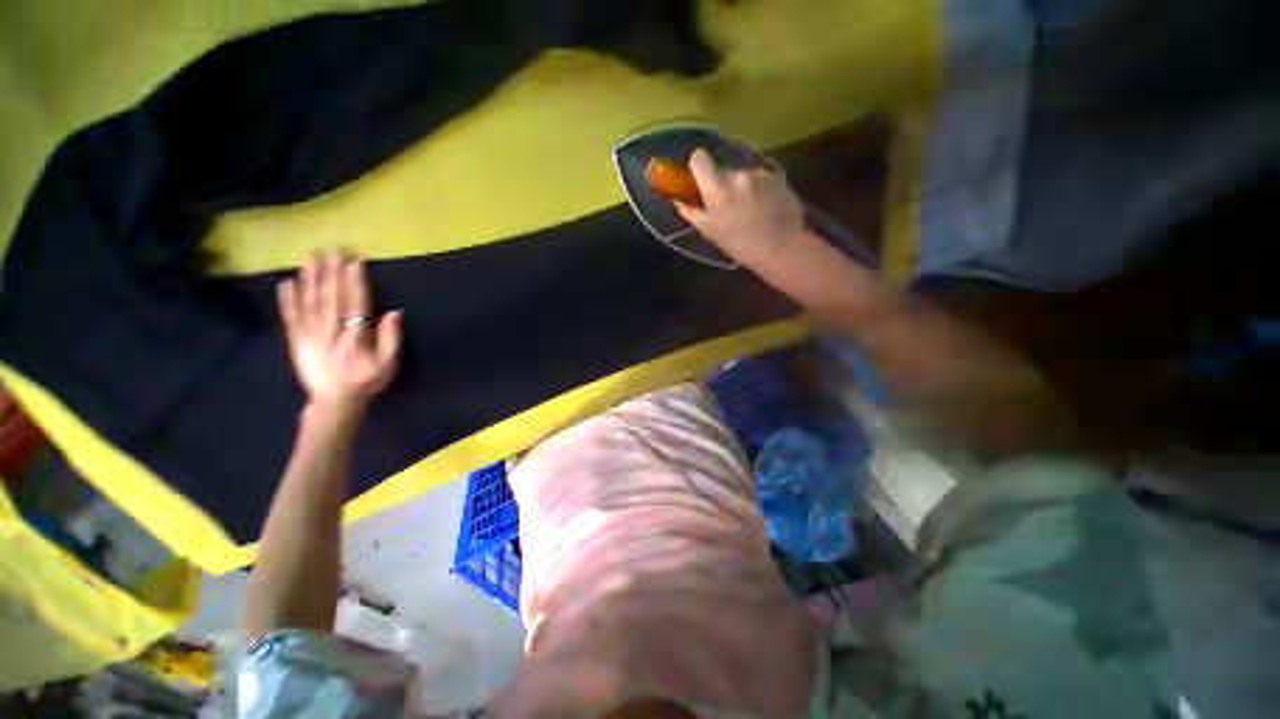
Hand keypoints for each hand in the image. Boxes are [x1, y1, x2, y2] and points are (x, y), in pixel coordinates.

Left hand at [277, 251, 402, 413]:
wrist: (334, 402)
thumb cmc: (366, 381)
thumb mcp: (388, 364)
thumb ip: (391, 339)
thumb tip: (394, 312)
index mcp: (354, 336)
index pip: (354, 302)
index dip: (354, 281)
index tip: (354, 261)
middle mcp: (329, 331)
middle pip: (330, 296)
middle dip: (331, 272)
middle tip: (331, 250)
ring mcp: (309, 335)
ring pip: (309, 302)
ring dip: (310, 278)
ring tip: (311, 258)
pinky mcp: (296, 341)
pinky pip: (290, 316)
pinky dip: (287, 299)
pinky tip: (287, 283)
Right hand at [673, 149, 805, 266]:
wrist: (780, 248)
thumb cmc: (739, 244)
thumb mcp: (710, 232)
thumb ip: (691, 211)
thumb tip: (677, 198)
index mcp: (717, 189)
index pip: (699, 158)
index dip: (697, 166)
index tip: (700, 178)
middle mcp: (737, 174)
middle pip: (722, 168)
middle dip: (721, 183)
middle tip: (727, 204)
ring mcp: (759, 173)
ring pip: (742, 174)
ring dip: (741, 186)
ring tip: (749, 209)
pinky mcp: (777, 175)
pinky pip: (760, 177)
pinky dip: (759, 188)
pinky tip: (764, 206)